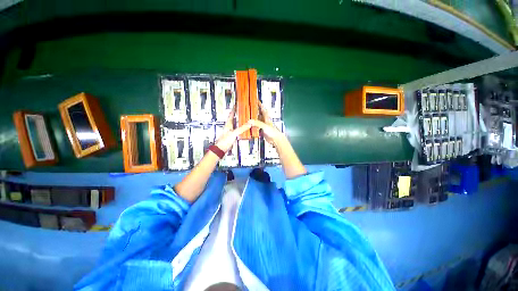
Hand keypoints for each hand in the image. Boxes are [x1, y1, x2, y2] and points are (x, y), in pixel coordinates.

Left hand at [215, 106, 251, 152]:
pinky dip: (241, 129)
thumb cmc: (224, 141)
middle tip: (243, 111)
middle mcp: (229, 127)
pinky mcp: (232, 136)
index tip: (237, 104)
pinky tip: (244, 129)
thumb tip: (249, 123)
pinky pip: (238, 130)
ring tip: (246, 119)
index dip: (234, 109)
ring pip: (236, 124)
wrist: (221, 149)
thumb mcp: (234, 133)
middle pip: (234, 119)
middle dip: (238, 115)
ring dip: (240, 122)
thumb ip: (242, 128)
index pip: (231, 114)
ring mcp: (230, 131)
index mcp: (228, 124)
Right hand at [249, 102, 285, 145]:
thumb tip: (249, 121)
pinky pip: (256, 127)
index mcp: (266, 117)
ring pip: (257, 120)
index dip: (259, 104)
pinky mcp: (262, 131)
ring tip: (247, 116)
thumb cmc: (273, 132)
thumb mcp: (265, 126)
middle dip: (254, 111)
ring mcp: (263, 126)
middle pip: (259, 114)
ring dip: (253, 118)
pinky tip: (249, 126)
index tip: (255, 100)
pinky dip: (253, 126)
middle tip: (248, 108)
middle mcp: (264, 121)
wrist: (276, 140)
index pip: (262, 109)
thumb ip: (257, 123)